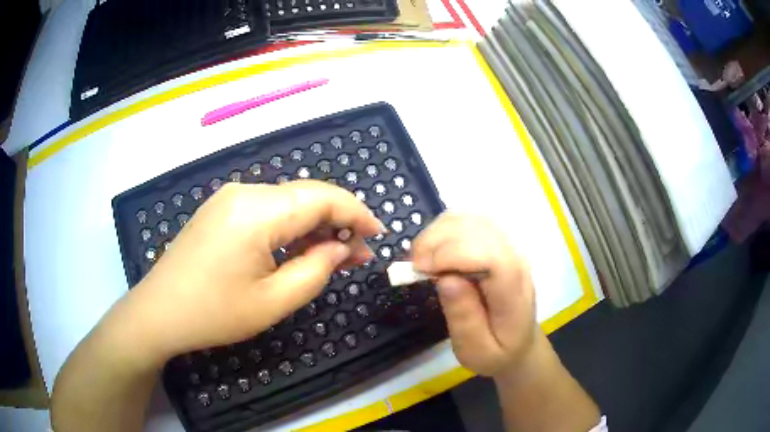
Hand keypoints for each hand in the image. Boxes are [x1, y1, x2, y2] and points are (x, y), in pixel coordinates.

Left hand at [123, 180, 382, 364]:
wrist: (159, 312)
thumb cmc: (214, 313)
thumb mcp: (273, 301)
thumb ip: (317, 270)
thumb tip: (342, 248)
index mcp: (257, 211)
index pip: (322, 198)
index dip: (356, 212)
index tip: (378, 234)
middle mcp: (244, 192)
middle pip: (305, 196)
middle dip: (337, 221)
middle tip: (357, 253)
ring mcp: (229, 198)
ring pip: (287, 202)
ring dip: (314, 225)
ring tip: (332, 255)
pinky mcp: (221, 209)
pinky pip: (267, 210)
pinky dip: (290, 226)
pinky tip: (298, 248)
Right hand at [412, 213, 536, 376]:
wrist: (520, 343)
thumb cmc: (497, 352)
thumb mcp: (477, 351)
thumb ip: (464, 318)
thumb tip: (446, 278)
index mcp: (514, 289)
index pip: (490, 255)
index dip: (452, 253)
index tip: (420, 270)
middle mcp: (514, 258)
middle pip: (477, 228)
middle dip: (437, 240)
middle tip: (413, 267)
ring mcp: (507, 246)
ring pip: (471, 219)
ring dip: (438, 232)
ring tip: (421, 259)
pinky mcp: (496, 242)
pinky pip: (469, 221)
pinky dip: (444, 229)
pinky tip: (434, 250)